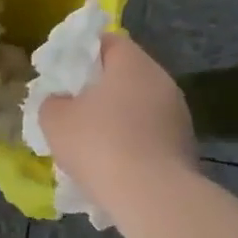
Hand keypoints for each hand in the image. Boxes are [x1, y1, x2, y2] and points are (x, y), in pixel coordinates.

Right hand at [37, 33, 194, 202]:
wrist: (152, 197)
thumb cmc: (99, 145)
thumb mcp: (55, 120)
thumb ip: (52, 102)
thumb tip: (60, 101)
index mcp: (132, 63)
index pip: (109, 41)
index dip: (84, 51)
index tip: (65, 71)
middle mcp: (161, 80)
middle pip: (127, 73)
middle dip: (100, 87)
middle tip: (74, 105)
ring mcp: (179, 114)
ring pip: (140, 105)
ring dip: (118, 116)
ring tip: (93, 140)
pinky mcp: (186, 146)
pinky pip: (151, 133)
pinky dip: (133, 141)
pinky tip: (115, 163)